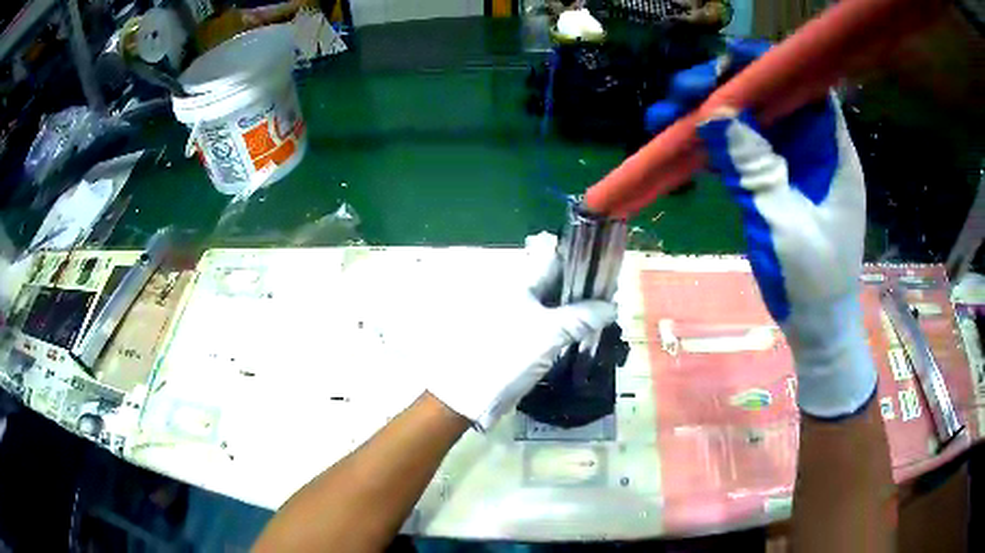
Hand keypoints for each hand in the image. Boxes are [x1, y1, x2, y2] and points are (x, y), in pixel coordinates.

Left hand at [371, 233, 615, 430]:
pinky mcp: (519, 339)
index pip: (556, 262)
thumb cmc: (509, 355)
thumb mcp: (550, 333)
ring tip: (604, 318)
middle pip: (556, 285)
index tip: (607, 274)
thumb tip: (612, 306)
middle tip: (611, 300)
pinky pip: (548, 327)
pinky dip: (566, 329)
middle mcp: (518, 296)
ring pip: (554, 308)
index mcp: (520, 285)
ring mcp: (518, 318)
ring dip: (577, 312)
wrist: (471, 394)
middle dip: (583, 291)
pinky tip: (583, 336)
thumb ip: (582, 317)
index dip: (582, 264)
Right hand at [647, 40, 876, 418]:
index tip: (726, 66)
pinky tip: (679, 144)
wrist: (816, 328)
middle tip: (681, 93)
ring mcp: (791, 167)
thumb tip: (714, 113)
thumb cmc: (813, 283)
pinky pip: (741, 152)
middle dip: (726, 89)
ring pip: (750, 123)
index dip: (769, 68)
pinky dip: (712, 147)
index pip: (805, 88)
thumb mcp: (784, 225)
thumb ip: (754, 168)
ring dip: (709, 116)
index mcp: (832, 153)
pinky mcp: (773, 184)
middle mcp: (812, 150)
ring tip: (664, 116)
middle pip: (770, 99)